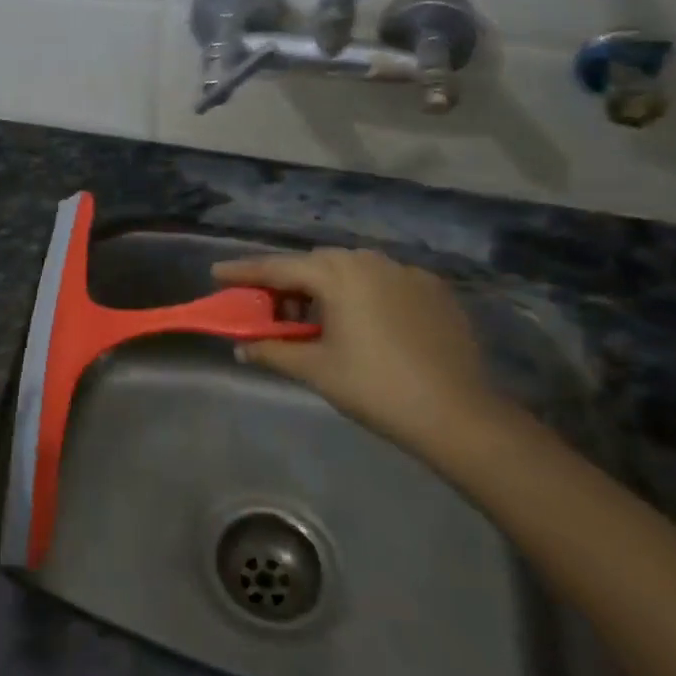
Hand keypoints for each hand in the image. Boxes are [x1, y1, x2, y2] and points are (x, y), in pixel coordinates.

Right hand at [212, 250, 521, 460]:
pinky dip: (362, 292)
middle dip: (287, 280)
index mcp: (338, 275)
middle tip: (269, 305)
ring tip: (315, 315)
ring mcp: (406, 272)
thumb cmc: (376, 388)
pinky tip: (362, 320)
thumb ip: (273, 351)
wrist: (458, 414)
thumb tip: (240, 347)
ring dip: (326, 285)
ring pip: (352, 269)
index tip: (216, 273)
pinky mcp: (433, 289)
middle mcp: (370, 261)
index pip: (278, 267)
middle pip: (315, 263)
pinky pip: (384, 280)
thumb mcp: (317, 370)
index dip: (244, 271)